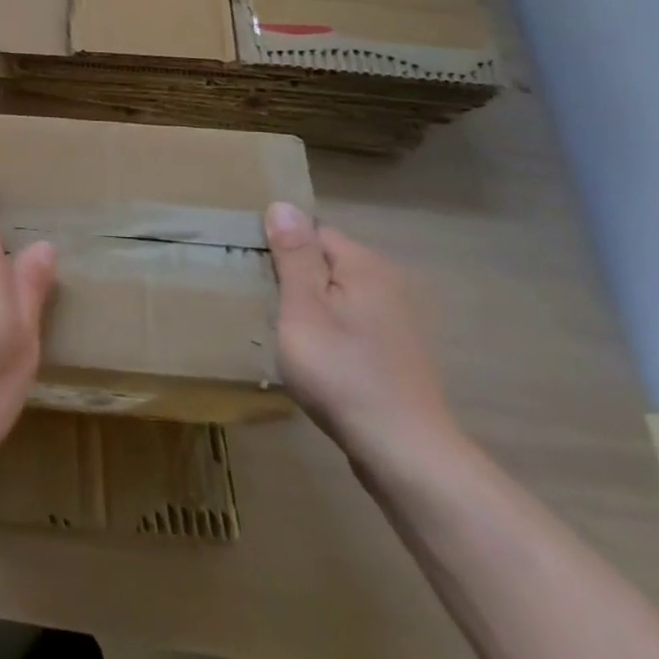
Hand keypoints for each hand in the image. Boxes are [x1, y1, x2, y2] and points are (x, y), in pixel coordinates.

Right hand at [265, 202, 460, 471]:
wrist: (405, 453)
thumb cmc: (342, 372)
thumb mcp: (303, 307)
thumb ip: (294, 256)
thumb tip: (283, 205)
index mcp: (365, 265)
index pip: (312, 232)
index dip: (280, 248)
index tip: (253, 272)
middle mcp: (388, 285)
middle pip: (326, 264)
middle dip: (294, 279)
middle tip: (262, 305)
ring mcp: (397, 323)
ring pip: (338, 297)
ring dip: (311, 309)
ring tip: (283, 333)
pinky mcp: (396, 356)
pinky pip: (351, 326)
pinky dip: (330, 335)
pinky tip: (315, 360)